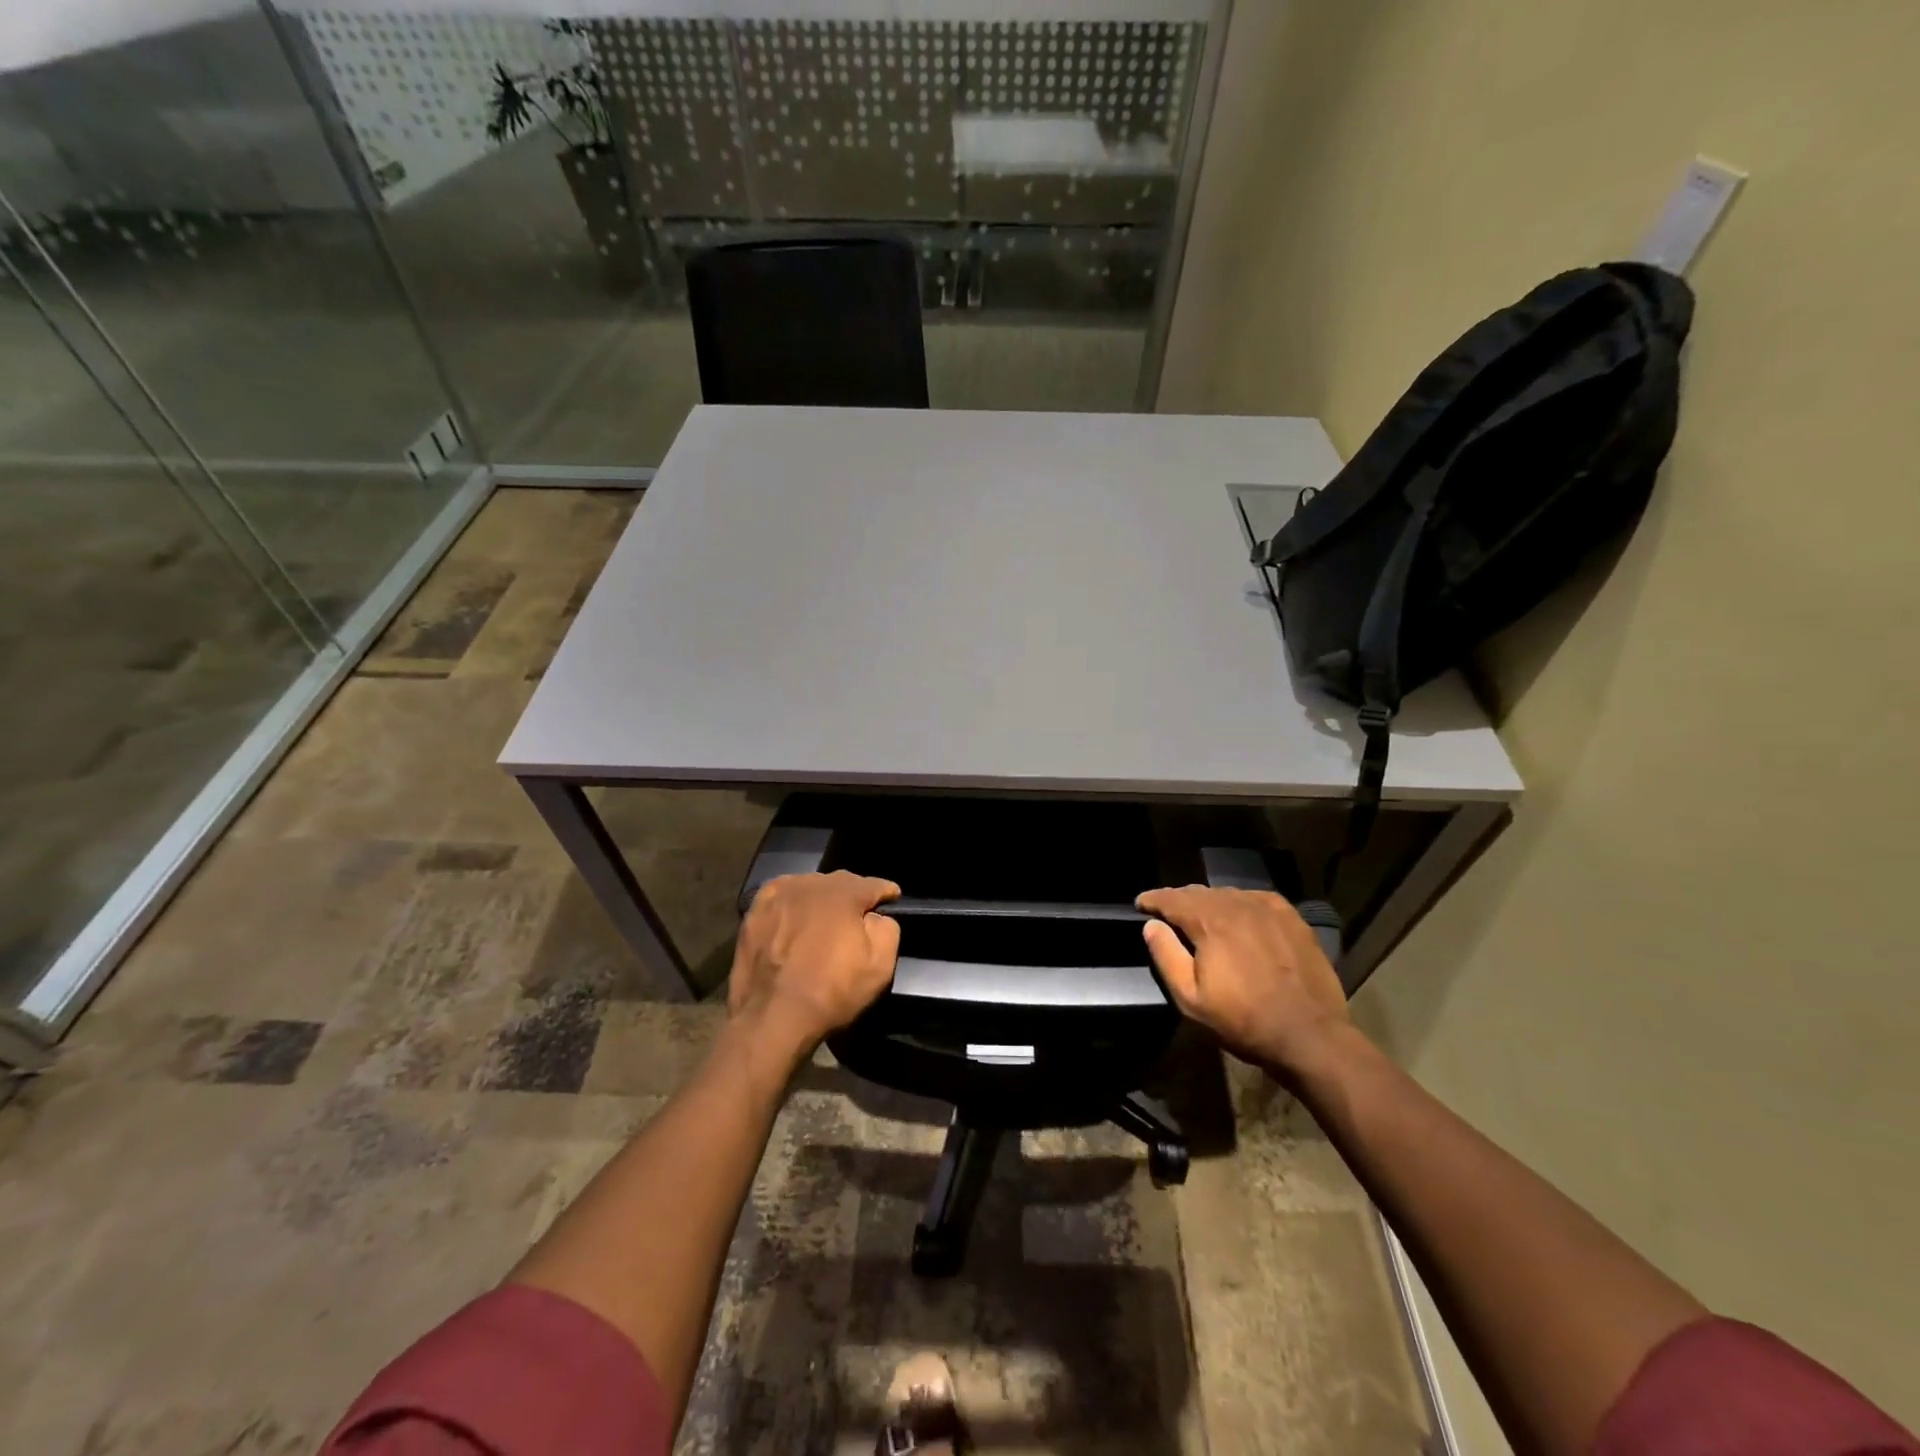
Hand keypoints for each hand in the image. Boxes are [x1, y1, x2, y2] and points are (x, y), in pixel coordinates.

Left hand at [729, 871, 901, 1056]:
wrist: (773, 1017)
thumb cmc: (832, 991)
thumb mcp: (880, 965)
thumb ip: (888, 928)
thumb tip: (876, 916)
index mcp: (844, 892)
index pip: (874, 884)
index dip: (886, 893)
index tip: (892, 899)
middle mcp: (812, 883)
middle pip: (840, 883)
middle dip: (852, 896)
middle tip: (857, 918)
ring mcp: (779, 894)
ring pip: (810, 888)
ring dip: (820, 900)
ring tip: (822, 921)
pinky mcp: (755, 910)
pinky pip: (781, 897)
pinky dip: (791, 904)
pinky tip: (792, 920)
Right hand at [1135, 885, 1353, 1075]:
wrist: (1309, 1034)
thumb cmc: (1243, 1020)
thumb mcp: (1191, 999)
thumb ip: (1166, 956)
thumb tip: (1151, 925)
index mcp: (1209, 921)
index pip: (1172, 898)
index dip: (1152, 899)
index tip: (1141, 904)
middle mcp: (1237, 905)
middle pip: (1199, 892)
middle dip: (1179, 899)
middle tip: (1167, 912)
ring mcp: (1268, 909)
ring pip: (1228, 894)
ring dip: (1209, 901)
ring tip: (1201, 915)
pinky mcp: (1292, 918)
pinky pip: (1256, 899)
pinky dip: (1240, 903)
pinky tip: (1240, 915)